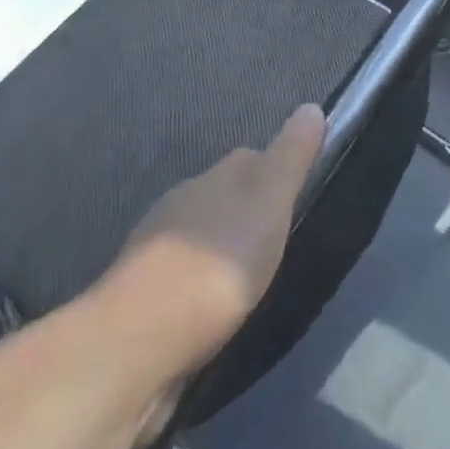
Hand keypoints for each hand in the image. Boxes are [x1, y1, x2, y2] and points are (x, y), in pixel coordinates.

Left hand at [106, 103, 325, 371]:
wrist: (138, 342)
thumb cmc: (217, 265)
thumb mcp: (269, 204)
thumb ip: (291, 158)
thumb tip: (311, 106)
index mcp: (214, 176)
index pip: (252, 159)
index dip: (276, 173)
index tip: (298, 198)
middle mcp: (184, 200)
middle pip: (225, 196)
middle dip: (248, 215)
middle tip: (280, 246)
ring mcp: (158, 247)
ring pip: (201, 237)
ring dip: (221, 253)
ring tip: (250, 284)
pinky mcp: (144, 295)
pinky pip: (182, 279)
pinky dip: (200, 288)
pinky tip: (214, 313)